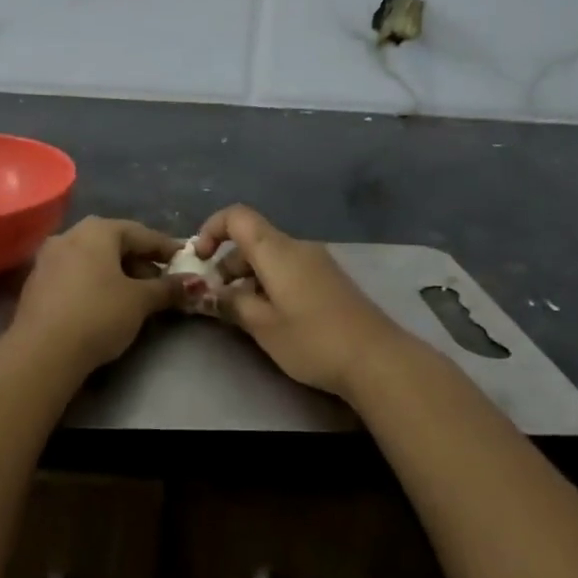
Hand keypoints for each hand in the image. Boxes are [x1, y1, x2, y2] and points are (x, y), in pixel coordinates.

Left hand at [7, 217, 185, 374]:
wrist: (42, 351)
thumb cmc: (98, 315)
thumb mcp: (140, 301)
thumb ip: (167, 288)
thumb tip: (192, 282)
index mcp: (98, 230)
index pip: (142, 234)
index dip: (166, 248)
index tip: (185, 260)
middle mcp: (70, 234)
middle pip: (114, 243)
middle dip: (140, 261)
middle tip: (161, 283)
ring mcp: (48, 257)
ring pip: (92, 258)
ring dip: (116, 272)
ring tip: (135, 295)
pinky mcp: (36, 282)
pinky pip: (75, 274)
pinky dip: (94, 282)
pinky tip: (104, 302)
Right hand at [194, 205, 413, 399]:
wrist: (377, 360)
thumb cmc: (313, 340)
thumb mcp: (262, 326)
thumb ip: (231, 304)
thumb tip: (208, 293)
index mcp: (277, 250)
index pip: (237, 217)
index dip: (211, 230)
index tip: (199, 260)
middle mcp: (297, 247)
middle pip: (252, 240)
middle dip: (226, 264)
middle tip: (216, 300)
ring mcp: (317, 263)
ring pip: (270, 258)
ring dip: (248, 278)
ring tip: (240, 314)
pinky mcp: (329, 281)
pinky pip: (289, 270)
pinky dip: (269, 285)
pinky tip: (270, 318)